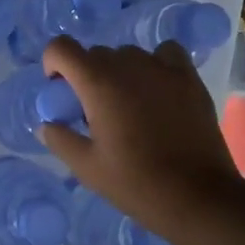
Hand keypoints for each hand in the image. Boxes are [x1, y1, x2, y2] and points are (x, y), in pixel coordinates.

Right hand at [38, 36, 244, 244]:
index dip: (53, 63)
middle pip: (96, 54)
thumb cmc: (135, 183)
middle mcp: (129, 65)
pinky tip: (156, 89)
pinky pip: (165, 53)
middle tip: (93, 111)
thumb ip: (60, 140)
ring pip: (129, 54)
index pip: (61, 48)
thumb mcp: (87, 168)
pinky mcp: (189, 78)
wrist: (196, 196)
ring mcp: (163, 68)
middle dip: (86, 75)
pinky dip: (155, 63)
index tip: (59, 89)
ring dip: (119, 71)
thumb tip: (47, 125)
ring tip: (127, 104)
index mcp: (98, 84)